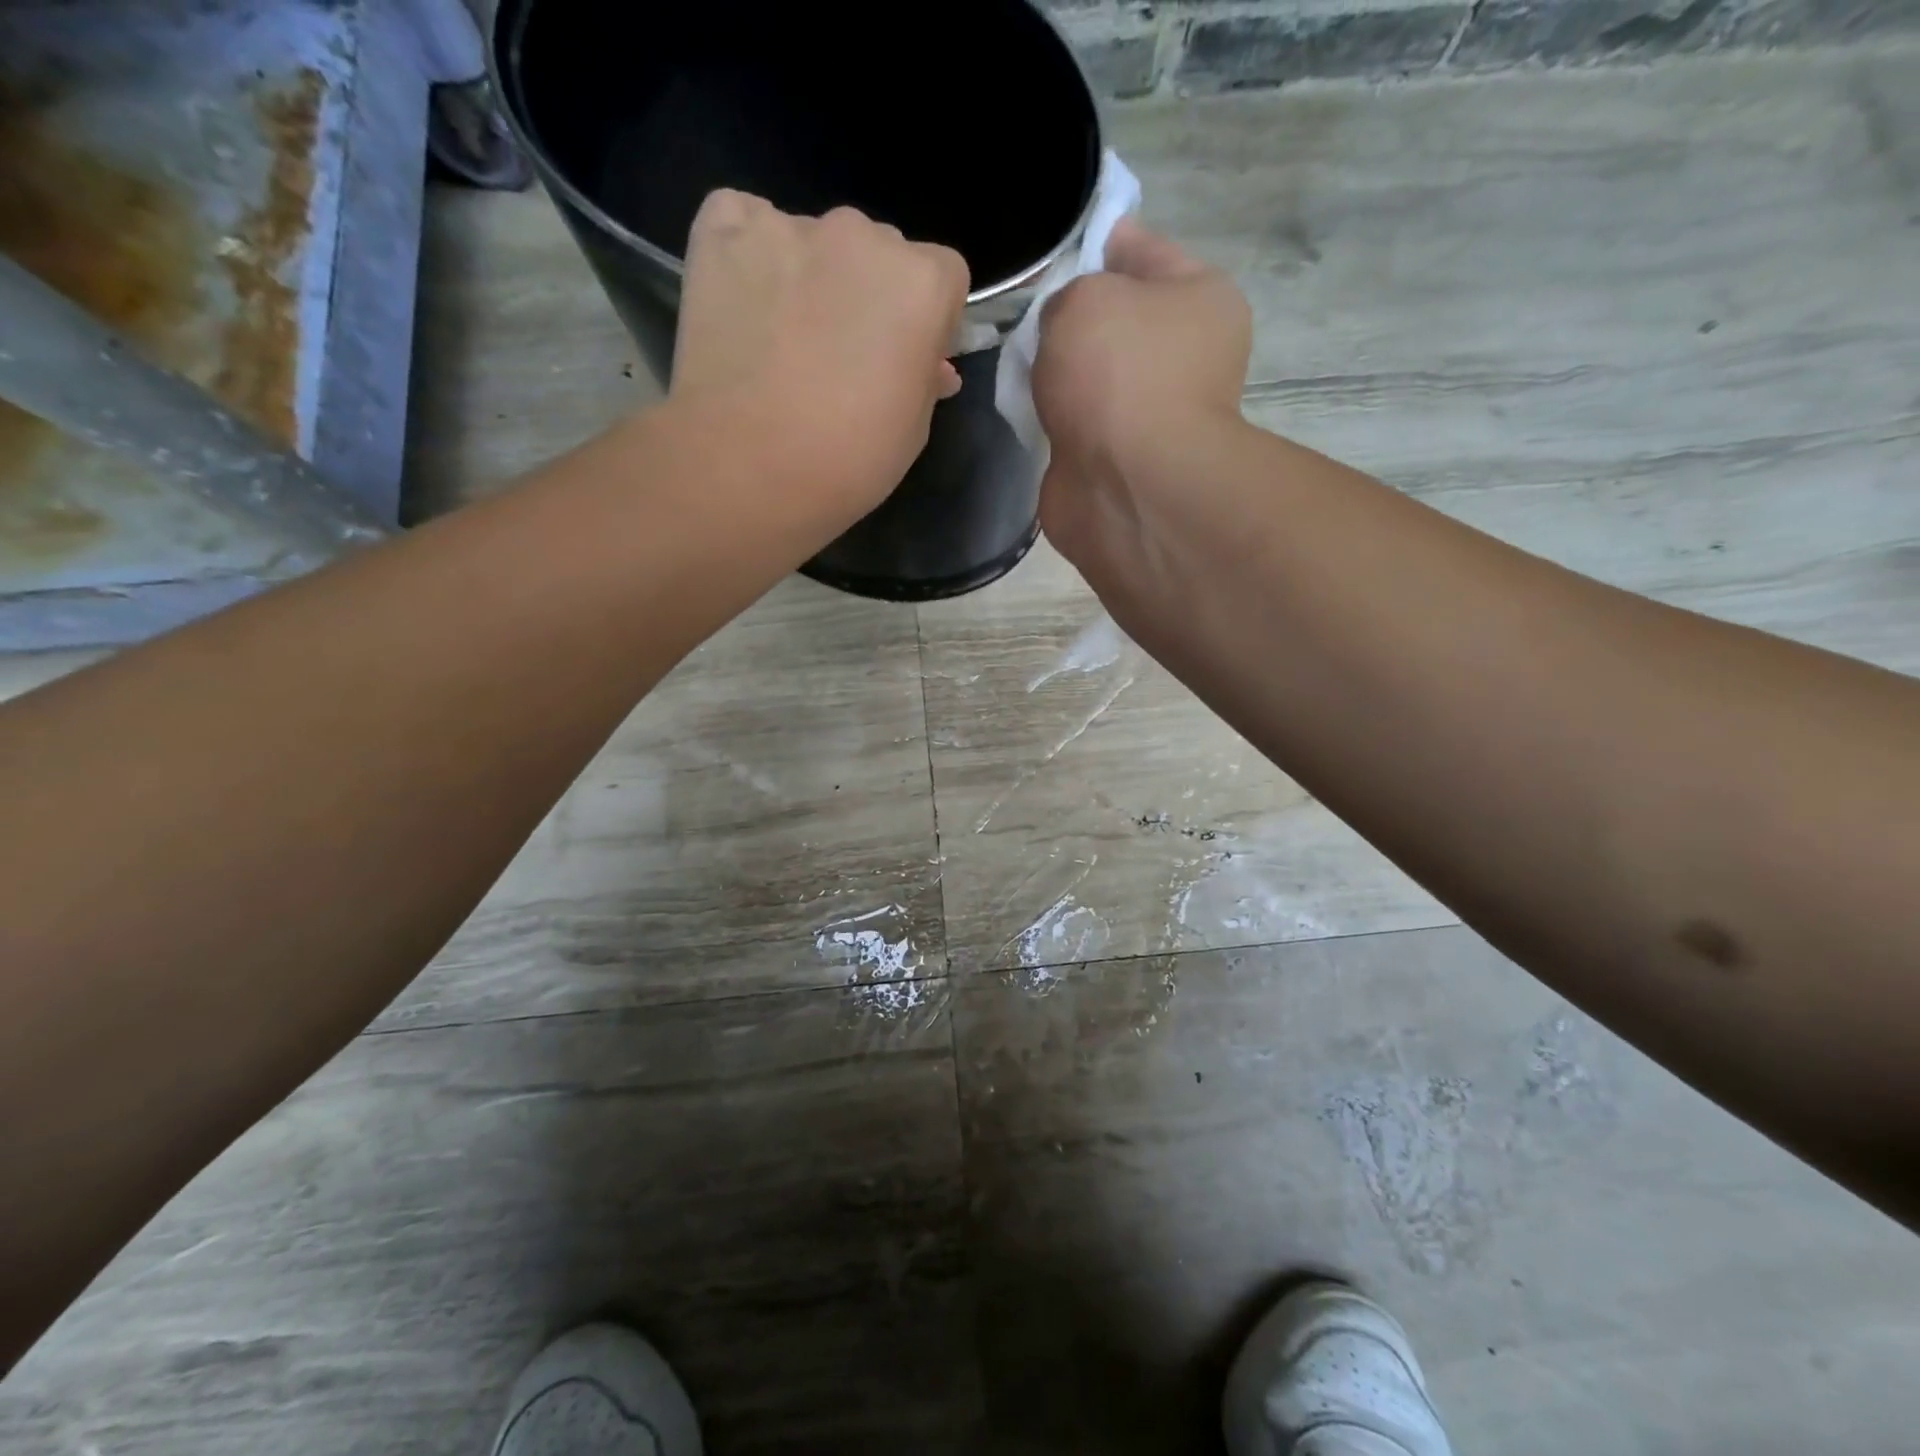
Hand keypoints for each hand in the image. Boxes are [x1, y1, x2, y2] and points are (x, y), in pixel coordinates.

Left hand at [670, 189, 968, 530]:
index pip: (943, 275)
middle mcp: (862, 236)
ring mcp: (789, 228)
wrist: (749, 467)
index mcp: (922, 282)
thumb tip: (929, 366)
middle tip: (844, 355)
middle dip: (869, 293)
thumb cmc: (849, 460)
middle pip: (878, 252)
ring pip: (814, 241)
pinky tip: (743, 303)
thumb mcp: (913, 429)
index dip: (928, 319)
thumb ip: (925, 378)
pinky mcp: (723, 233)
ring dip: (811, 276)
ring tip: (783, 339)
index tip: (907, 357)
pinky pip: (743, 222)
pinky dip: (748, 255)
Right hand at [1031, 219, 1251, 577]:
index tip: (1049, 251)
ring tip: (1017, 367)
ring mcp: (1151, 414)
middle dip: (1067, 318)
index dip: (1094, 242)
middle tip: (1022, 317)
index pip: (1142, 250)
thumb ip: (1066, 294)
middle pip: (1114, 320)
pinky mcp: (1118, 461)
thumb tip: (1063, 332)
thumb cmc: (1119, 374)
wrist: (1126, 485)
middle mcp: (1183, 356)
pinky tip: (1024, 412)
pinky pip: (1076, 425)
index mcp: (1199, 299)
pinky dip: (1053, 421)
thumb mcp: (1084, 299)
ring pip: (1091, 377)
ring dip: (1057, 375)